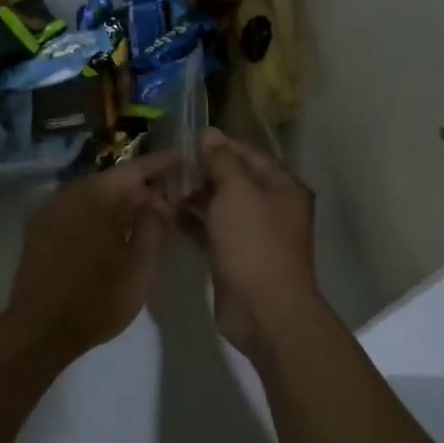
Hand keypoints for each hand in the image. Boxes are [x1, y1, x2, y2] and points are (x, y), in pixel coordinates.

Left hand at [6, 152, 177, 355]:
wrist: (39, 330)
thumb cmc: (97, 299)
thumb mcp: (140, 266)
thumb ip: (154, 226)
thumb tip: (159, 201)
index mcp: (96, 195)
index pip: (135, 168)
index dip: (162, 164)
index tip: (183, 159)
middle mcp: (69, 192)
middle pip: (113, 181)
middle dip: (142, 187)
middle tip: (170, 197)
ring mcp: (50, 210)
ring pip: (93, 196)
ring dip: (119, 202)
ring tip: (146, 216)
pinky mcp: (38, 230)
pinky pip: (76, 211)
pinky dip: (98, 214)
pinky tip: (113, 232)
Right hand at [190, 132, 320, 361]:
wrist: (263, 309)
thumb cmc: (253, 241)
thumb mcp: (237, 191)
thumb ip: (222, 160)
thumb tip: (210, 134)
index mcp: (282, 186)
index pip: (248, 153)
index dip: (218, 145)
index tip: (185, 140)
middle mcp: (271, 206)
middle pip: (233, 179)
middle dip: (202, 171)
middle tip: (168, 166)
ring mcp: (253, 234)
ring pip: (220, 206)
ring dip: (193, 196)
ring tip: (161, 187)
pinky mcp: (235, 256)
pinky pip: (211, 230)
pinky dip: (192, 222)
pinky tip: (167, 213)